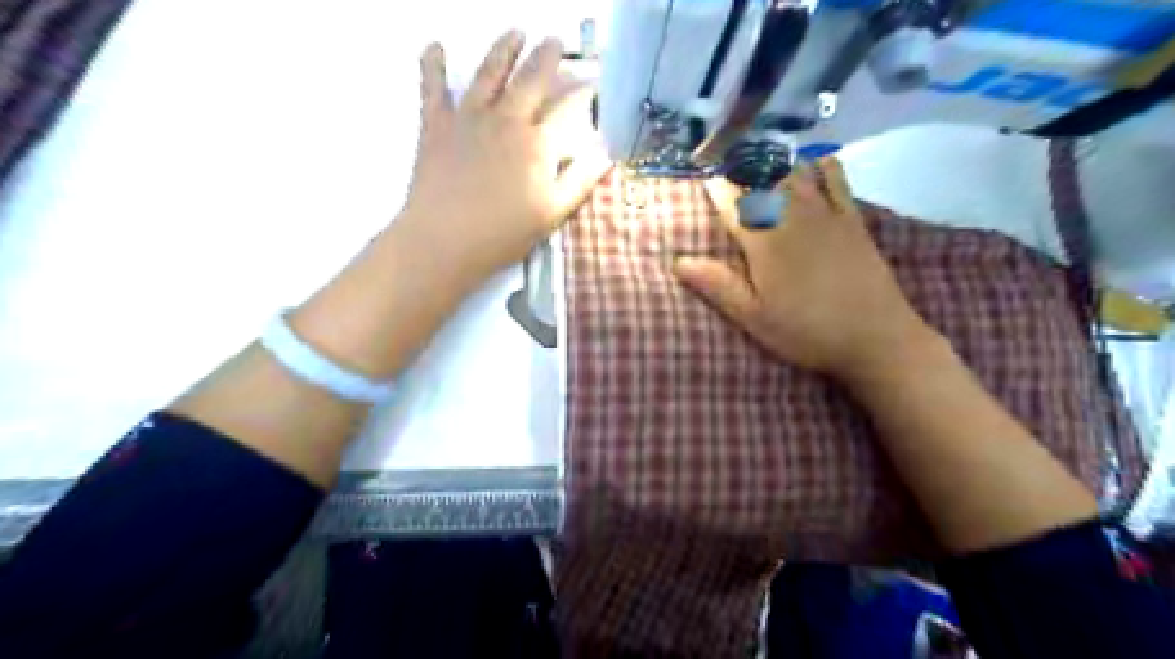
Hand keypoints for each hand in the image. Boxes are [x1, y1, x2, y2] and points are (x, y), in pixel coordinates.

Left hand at [397, 32, 609, 292]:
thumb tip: (606, 153)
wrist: (444, 241)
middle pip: (531, 79)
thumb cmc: (504, 234)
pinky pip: (433, 87)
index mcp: (538, 143)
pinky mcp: (436, 125)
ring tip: (515, 32)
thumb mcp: (553, 213)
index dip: (583, 91)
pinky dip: (433, 64)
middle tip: (554, 40)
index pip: (568, 107)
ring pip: (489, 73)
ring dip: (504, 49)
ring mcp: (468, 118)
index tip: (593, 81)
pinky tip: (435, 46)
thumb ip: (581, 180)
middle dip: (547, 56)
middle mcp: (506, 119)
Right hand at [681, 155, 936, 380]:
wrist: (876, 337)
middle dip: (745, 168)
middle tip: (731, 165)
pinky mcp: (853, 220)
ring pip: (797, 174)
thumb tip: (677, 261)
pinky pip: (837, 180)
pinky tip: (814, 162)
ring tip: (763, 158)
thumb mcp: (754, 317)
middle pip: (765, 180)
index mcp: (765, 242)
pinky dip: (823, 165)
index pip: (735, 204)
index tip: (707, 180)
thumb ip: (717, 285)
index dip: (718, 189)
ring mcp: (827, 215)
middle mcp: (793, 218)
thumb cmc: (806, 331)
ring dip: (777, 162)